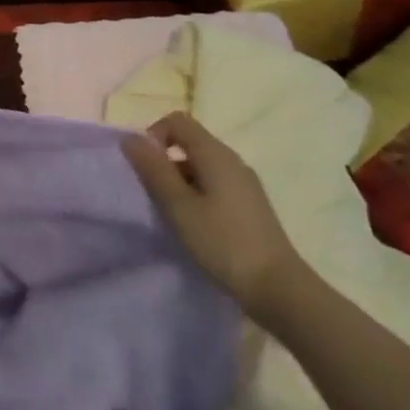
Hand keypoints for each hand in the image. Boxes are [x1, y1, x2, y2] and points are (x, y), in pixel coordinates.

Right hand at [121, 111, 305, 315]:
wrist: (279, 288)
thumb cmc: (223, 243)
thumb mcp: (179, 206)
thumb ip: (154, 170)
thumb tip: (130, 139)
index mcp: (215, 153)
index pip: (176, 121)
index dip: (153, 136)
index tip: (145, 168)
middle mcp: (232, 160)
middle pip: (189, 142)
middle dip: (164, 162)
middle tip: (154, 196)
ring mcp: (244, 183)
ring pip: (200, 166)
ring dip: (179, 181)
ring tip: (172, 215)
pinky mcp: (249, 204)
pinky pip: (214, 184)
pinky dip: (196, 195)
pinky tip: (195, 225)